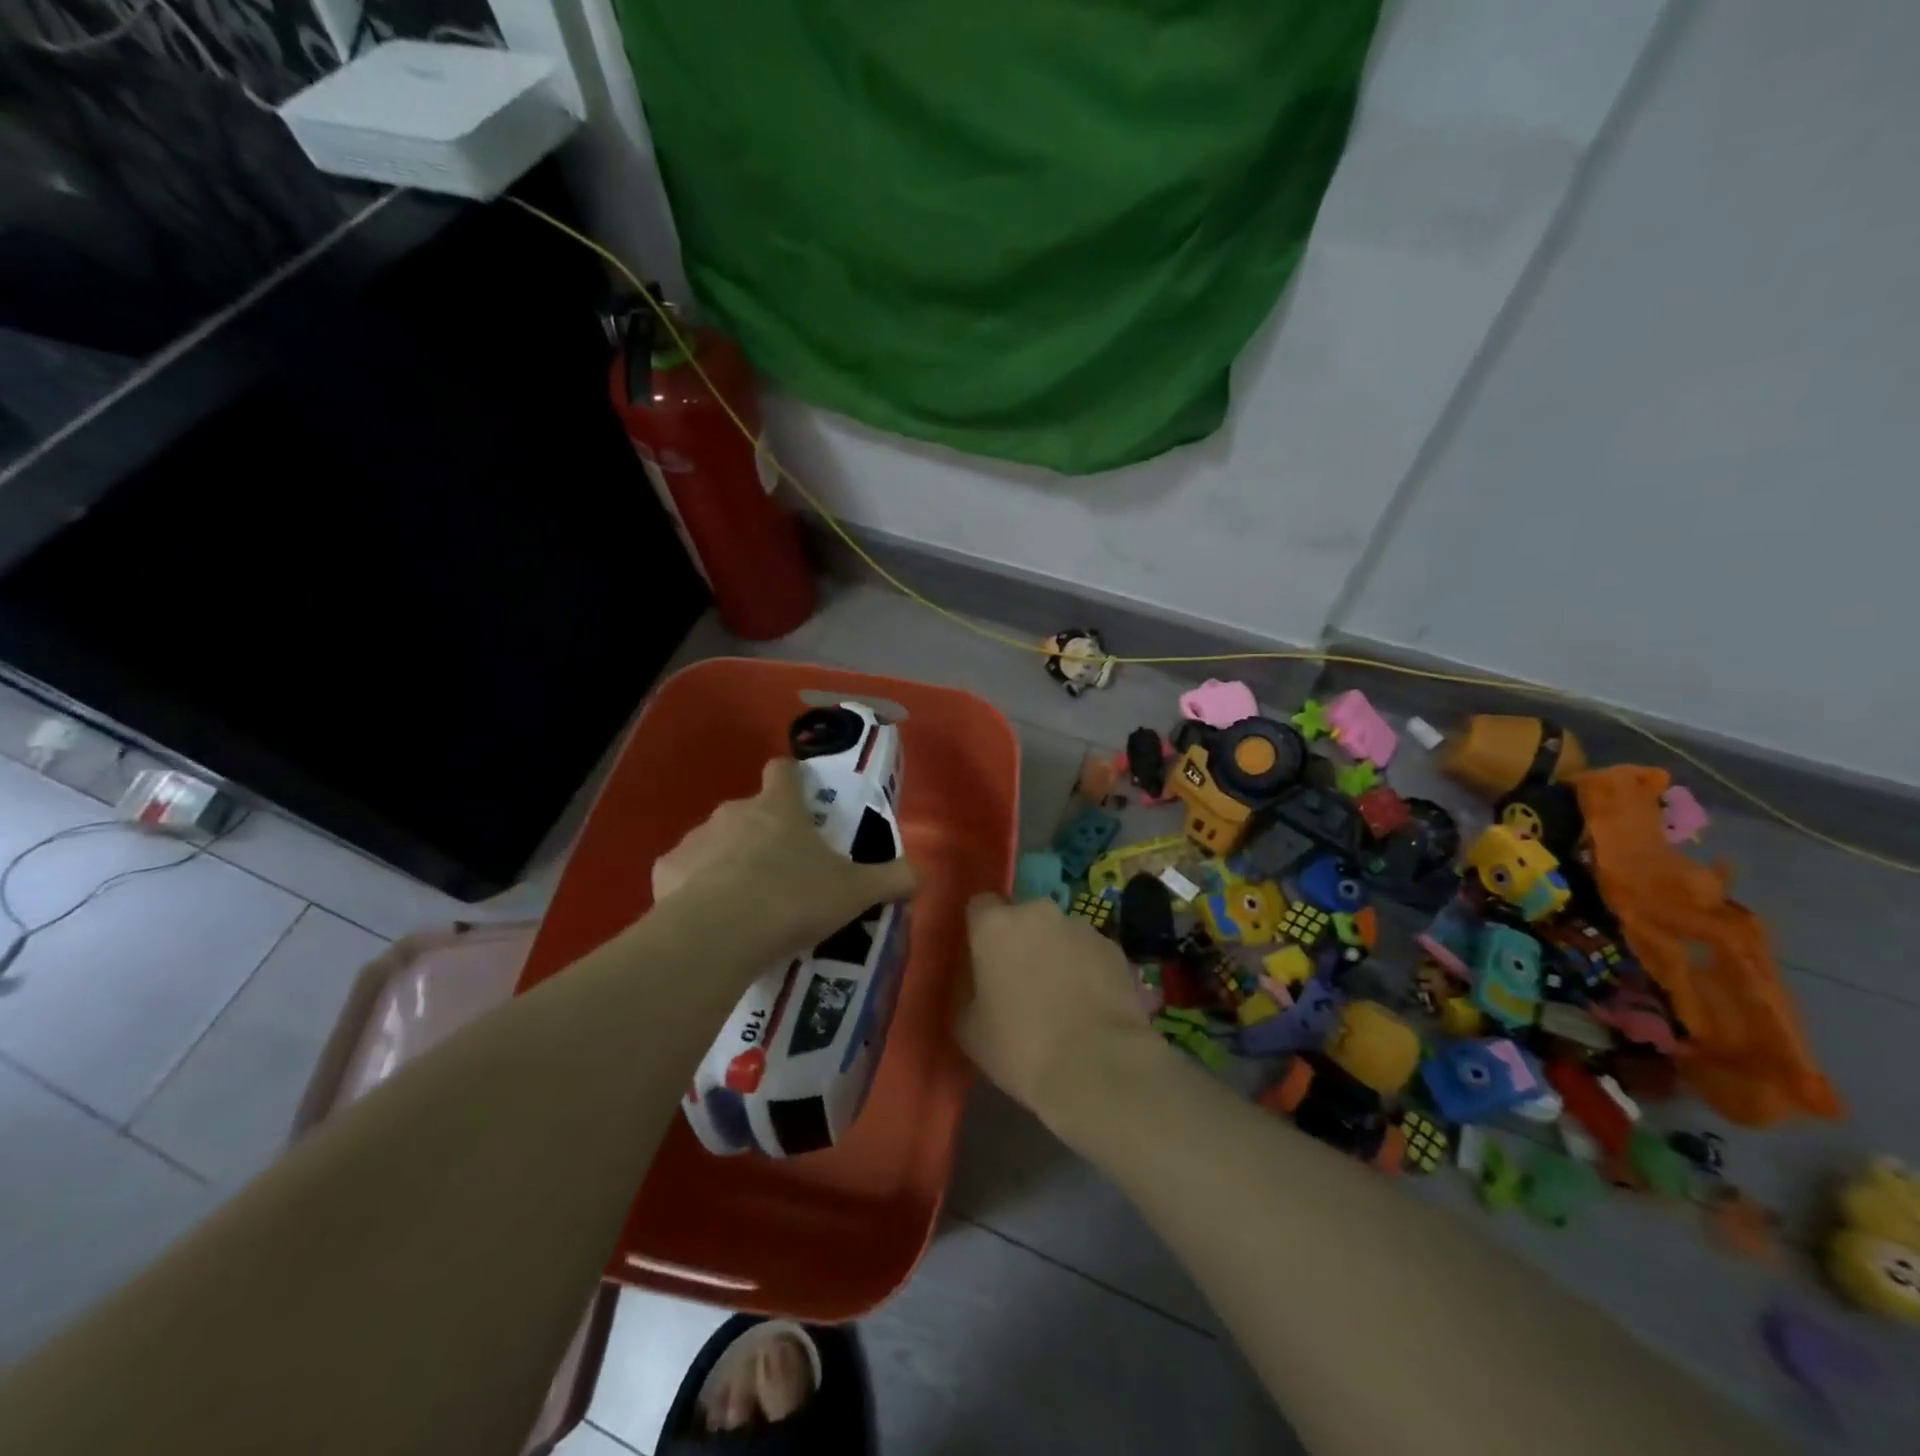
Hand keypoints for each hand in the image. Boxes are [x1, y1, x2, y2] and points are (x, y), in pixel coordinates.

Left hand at [652, 757, 917, 952]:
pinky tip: (710, 918)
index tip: (800, 795)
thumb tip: (922, 872)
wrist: (719, 935)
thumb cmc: (793, 899)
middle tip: (783, 870)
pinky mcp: (665, 871)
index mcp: (779, 807)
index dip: (792, 777)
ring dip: (729, 860)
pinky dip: (696, 888)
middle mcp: (734, 812)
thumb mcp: (856, 892)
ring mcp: (696, 839)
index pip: (783, 770)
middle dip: (764, 831)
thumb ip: (892, 879)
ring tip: (745, 901)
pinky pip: (685, 872)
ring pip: (715, 841)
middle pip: (750, 809)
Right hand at [956, 895, 1162, 1129]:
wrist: (1098, 1067)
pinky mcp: (1114, 948)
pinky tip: (1088, 1006)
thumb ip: (966, 990)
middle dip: (1020, 941)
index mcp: (996, 925)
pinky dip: (1085, 969)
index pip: (980, 906)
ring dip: (1054, 954)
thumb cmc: (1021, 1047)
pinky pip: (1088, 952)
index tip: (982, 960)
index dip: (980, 931)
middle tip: (1020, 982)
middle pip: (1022, 918)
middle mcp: (1038, 913)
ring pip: (1058, 934)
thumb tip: (976, 980)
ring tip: (1060, 999)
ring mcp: (1081, 927)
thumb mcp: (968, 1027)